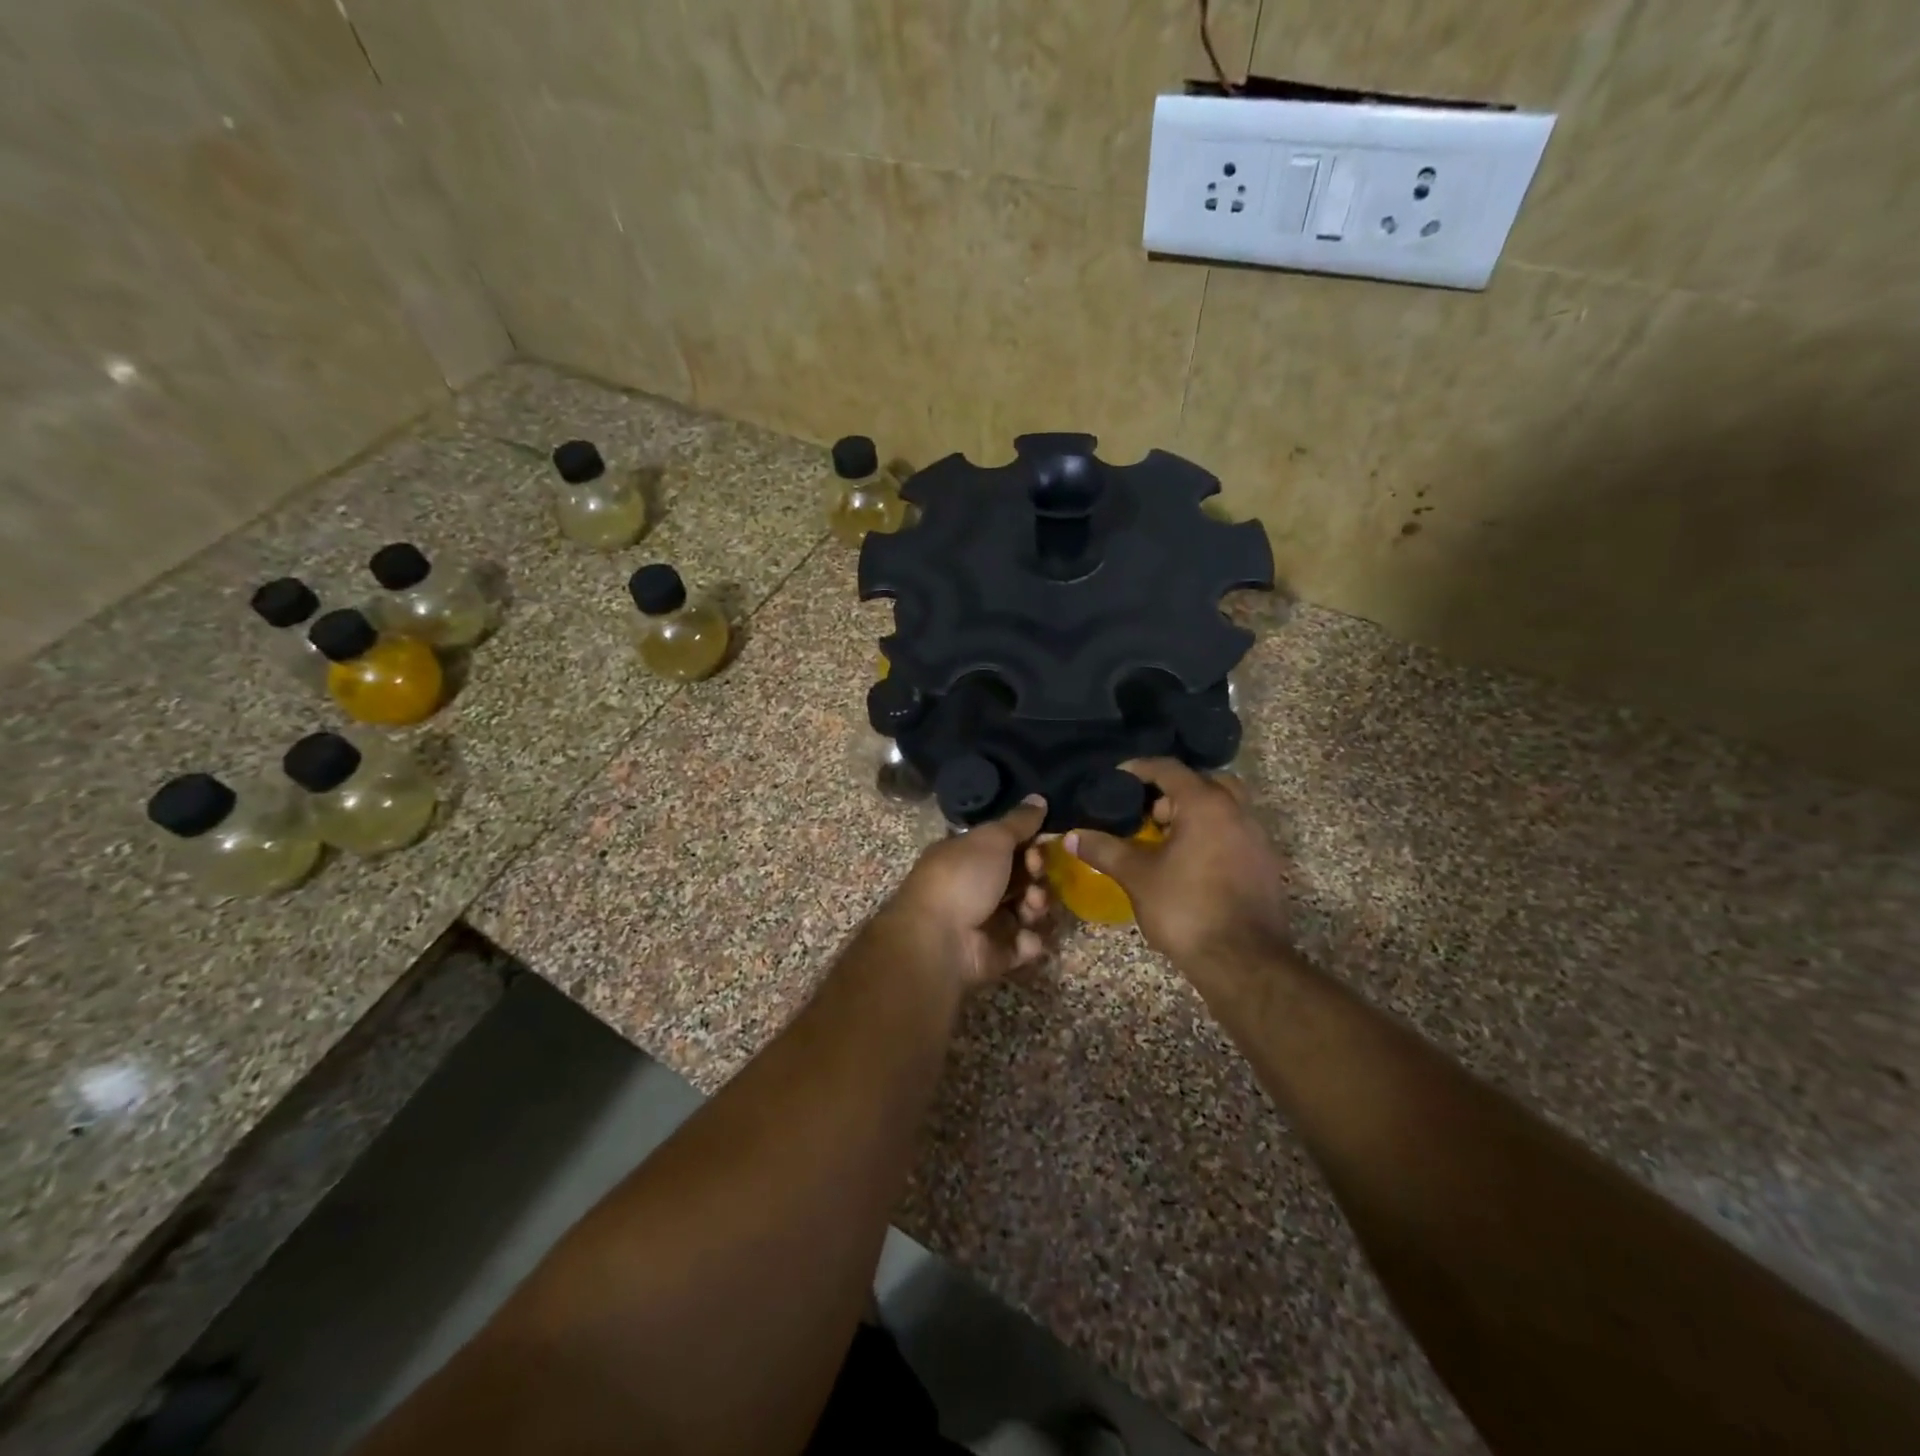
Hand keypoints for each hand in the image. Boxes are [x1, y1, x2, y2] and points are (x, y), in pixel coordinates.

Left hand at [879, 797, 1051, 991]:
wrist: (938, 940)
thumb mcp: (991, 839)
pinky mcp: (995, 954)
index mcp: (966, 856)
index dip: (1029, 844)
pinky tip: (1025, 938)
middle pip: (1020, 877)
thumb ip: (1019, 822)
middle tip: (1036, 874)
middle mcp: (974, 886)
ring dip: (1037, 905)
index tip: (1039, 845)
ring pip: (1026, 909)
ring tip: (1032, 906)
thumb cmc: (962, 879)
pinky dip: (1029, 941)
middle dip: (1037, 874)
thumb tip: (1039, 798)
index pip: (1006, 846)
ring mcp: (985, 922)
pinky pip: (1023, 944)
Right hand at [1065, 759, 1290, 968]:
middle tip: (1147, 815)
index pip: (1169, 769)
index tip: (1117, 777)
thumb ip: (1104, 849)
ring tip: (1165, 842)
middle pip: (1204, 784)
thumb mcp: (1136, 876)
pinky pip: (1235, 835)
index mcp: (1206, 804)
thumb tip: (1070, 836)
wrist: (1242, 961)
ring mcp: (1257, 839)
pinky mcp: (1266, 866)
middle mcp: (1237, 812)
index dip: (1140, 769)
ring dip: (1194, 816)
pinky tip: (1191, 866)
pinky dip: (1212, 837)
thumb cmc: (1185, 908)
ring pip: (1224, 810)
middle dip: (1173, 793)